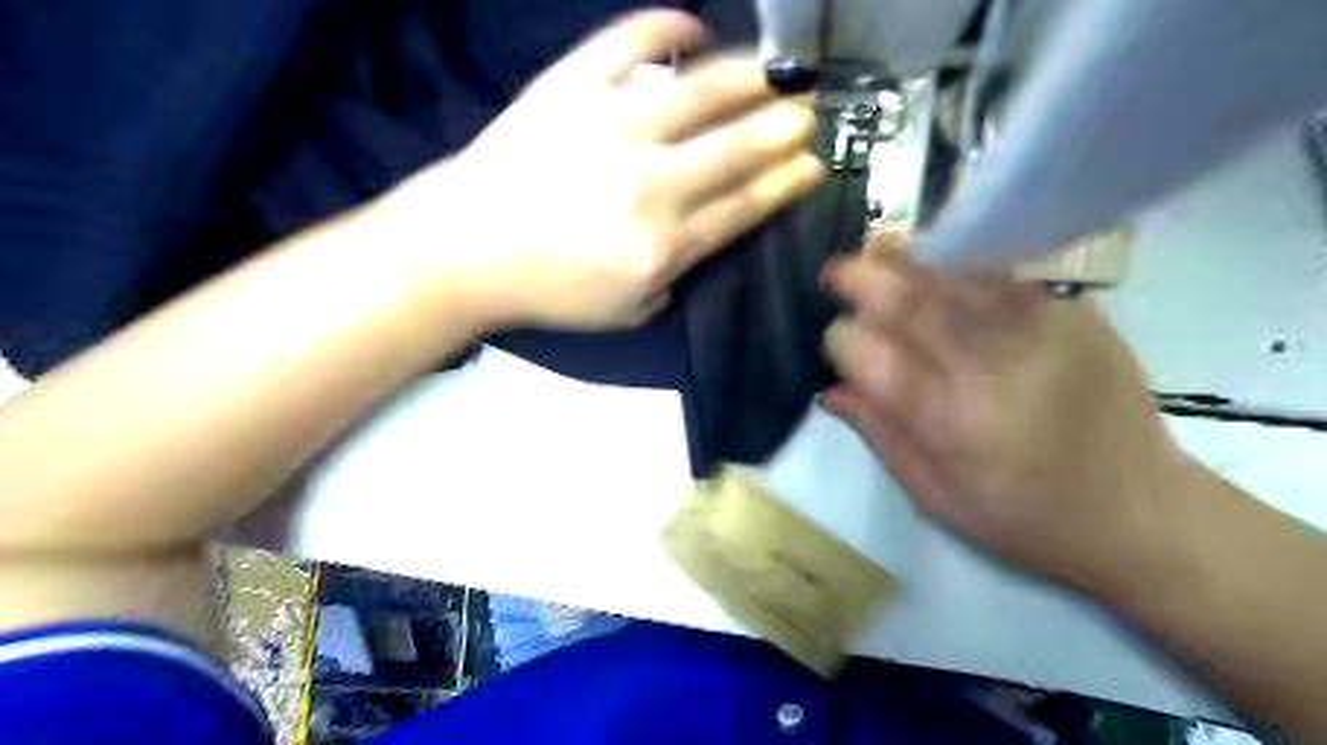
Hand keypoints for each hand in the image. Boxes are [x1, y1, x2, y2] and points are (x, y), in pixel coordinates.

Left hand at [373, 9, 824, 328]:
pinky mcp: (570, 88)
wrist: (467, 249)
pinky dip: (666, 27)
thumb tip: (707, 233)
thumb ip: (678, 276)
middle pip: (736, 148)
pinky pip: (628, 43)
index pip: (743, 206)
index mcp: (664, 245)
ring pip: (700, 92)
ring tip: (778, 69)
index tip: (813, 164)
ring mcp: (611, 128)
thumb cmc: (549, 289)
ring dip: (750, 77)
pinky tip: (693, 27)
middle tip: (808, 113)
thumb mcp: (627, 311)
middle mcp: (649, 185)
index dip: (785, 183)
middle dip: (783, 128)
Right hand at [825, 231, 1199, 592]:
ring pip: (957, 276)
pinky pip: (1002, 277)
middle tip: (837, 271)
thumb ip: (879, 434)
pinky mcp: (1074, 316)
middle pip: (912, 303)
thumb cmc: (1025, 517)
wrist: (1143, 512)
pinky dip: (960, 266)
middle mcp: (991, 369)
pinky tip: (940, 267)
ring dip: (908, 260)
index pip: (872, 358)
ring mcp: (1039, 334)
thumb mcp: (934, 494)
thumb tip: (834, 389)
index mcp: (950, 422)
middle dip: (863, 279)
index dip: (842, 341)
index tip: (836, 341)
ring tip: (878, 251)